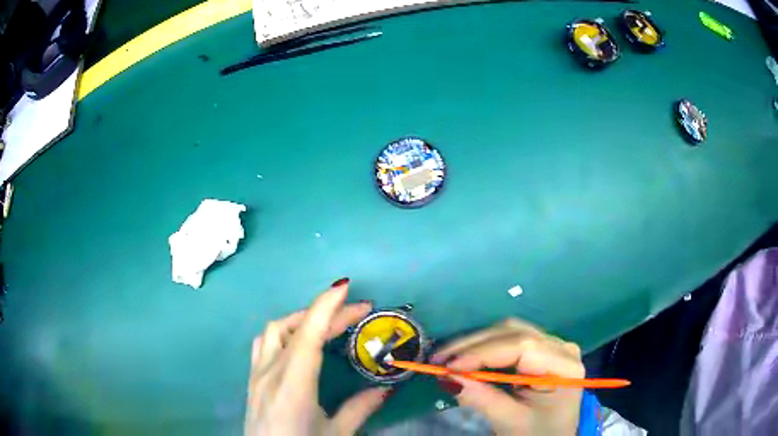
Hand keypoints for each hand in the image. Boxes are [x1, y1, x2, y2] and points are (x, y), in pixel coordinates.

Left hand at [245, 280, 389, 434]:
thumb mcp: (336, 434)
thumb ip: (359, 409)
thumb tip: (386, 389)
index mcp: (292, 386)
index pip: (307, 336)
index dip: (325, 307)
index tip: (346, 288)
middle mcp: (270, 373)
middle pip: (293, 328)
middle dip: (325, 313)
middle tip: (358, 312)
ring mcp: (257, 375)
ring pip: (273, 331)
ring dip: (300, 320)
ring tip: (327, 325)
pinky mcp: (253, 381)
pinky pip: (264, 345)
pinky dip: (283, 333)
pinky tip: (297, 345)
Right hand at [432, 318, 584, 435]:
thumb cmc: (536, 433)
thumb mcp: (509, 420)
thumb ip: (480, 397)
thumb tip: (446, 377)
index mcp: (564, 366)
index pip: (522, 346)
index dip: (482, 352)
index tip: (448, 366)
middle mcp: (561, 347)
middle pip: (514, 333)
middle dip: (473, 345)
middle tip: (438, 359)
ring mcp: (552, 345)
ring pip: (509, 332)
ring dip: (476, 343)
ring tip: (447, 357)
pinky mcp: (540, 349)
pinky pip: (509, 340)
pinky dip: (484, 348)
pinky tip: (465, 357)